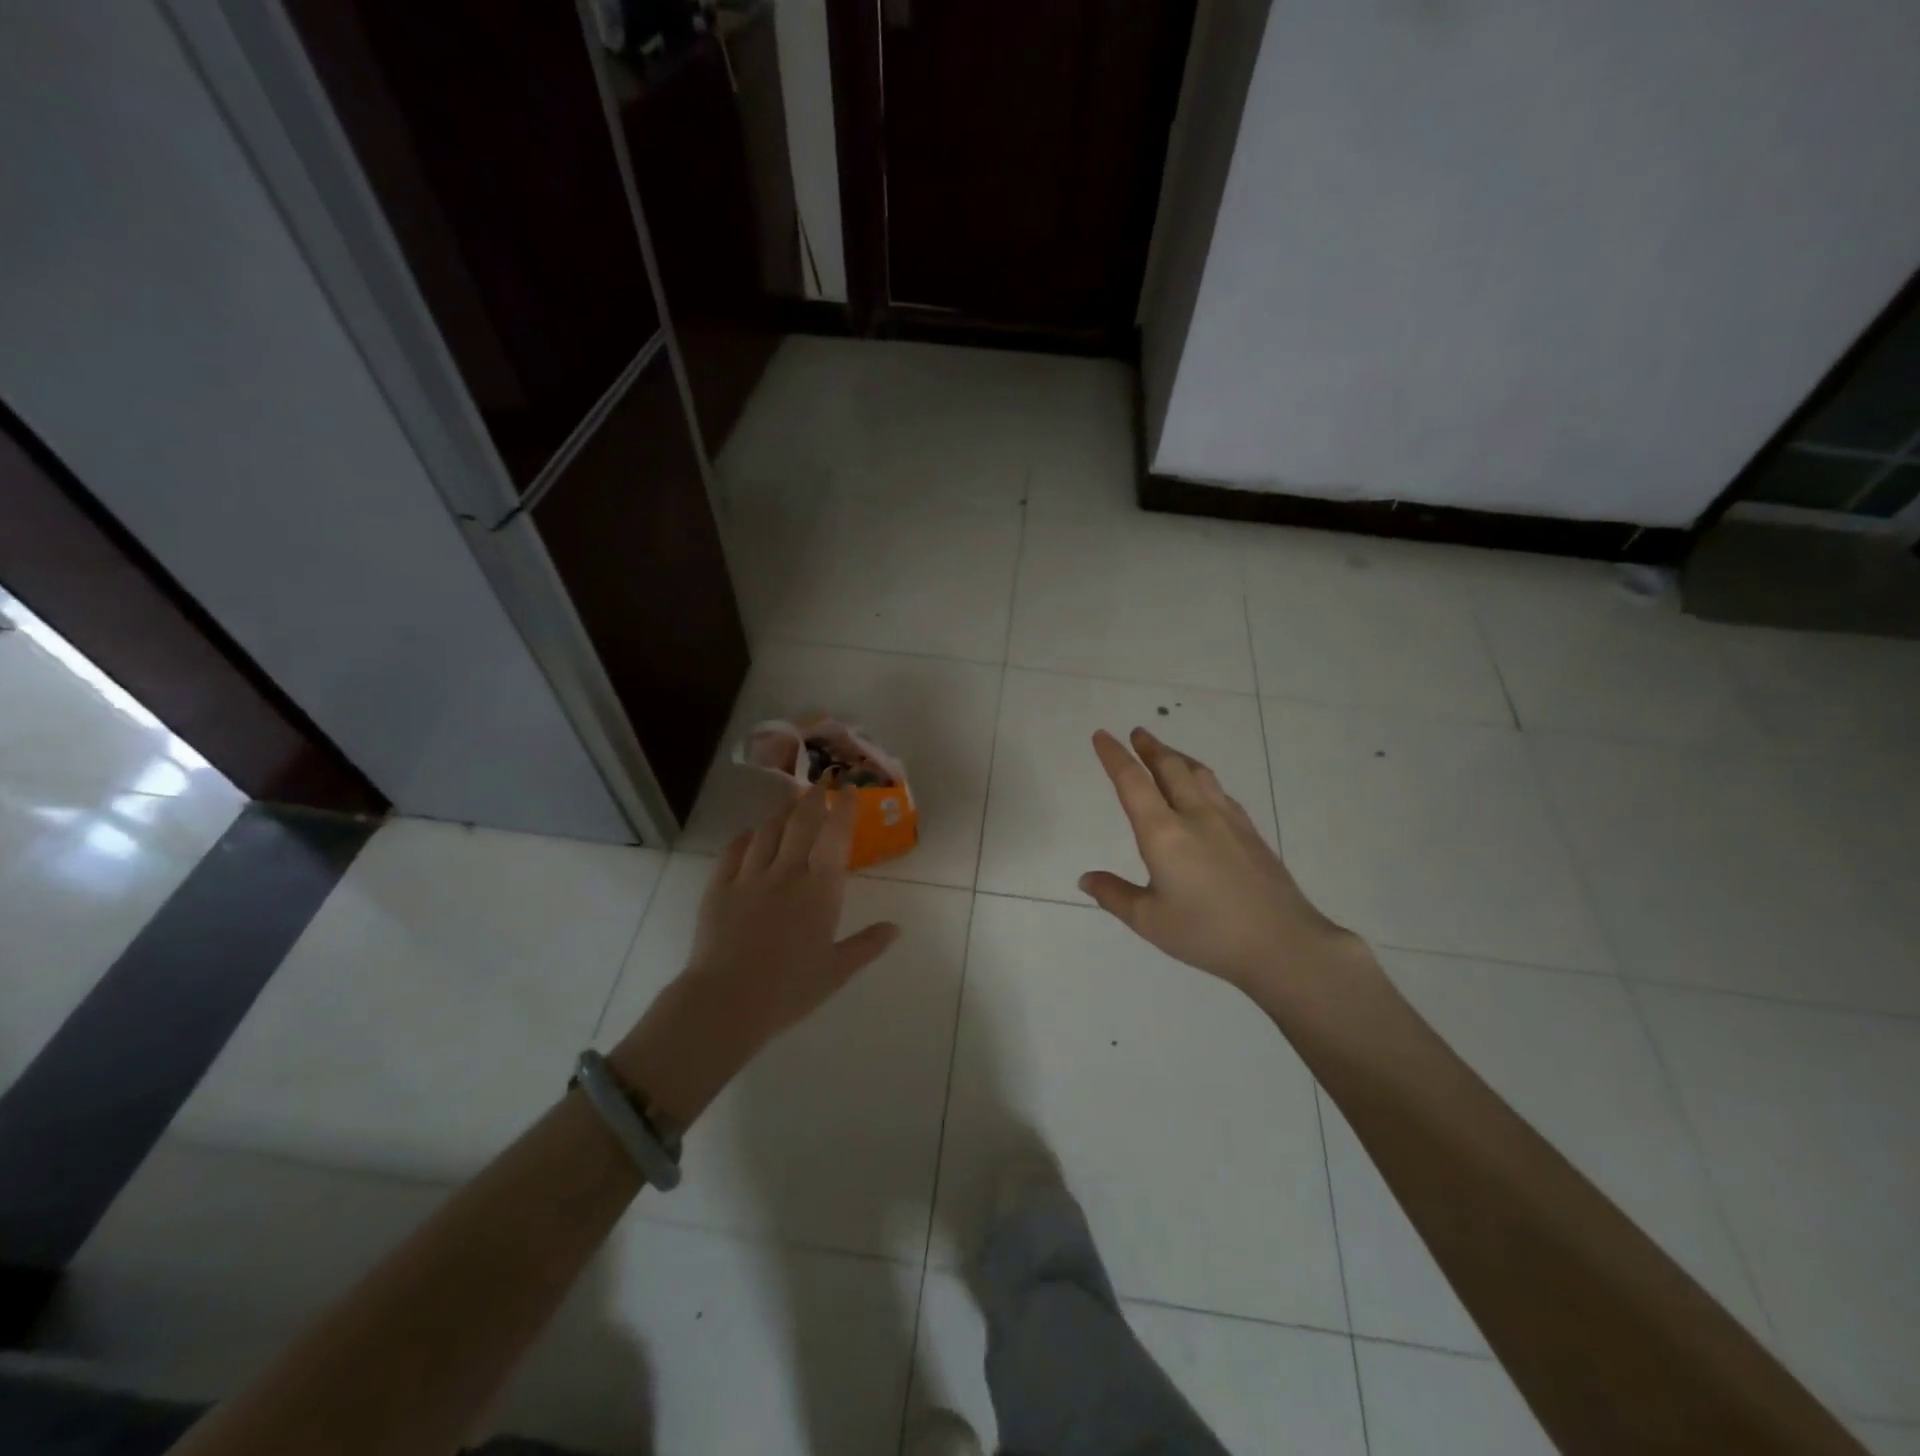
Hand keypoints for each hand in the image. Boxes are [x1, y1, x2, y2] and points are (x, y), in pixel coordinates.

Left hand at [610, 788, 900, 1125]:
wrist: (727, 1001)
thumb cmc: (790, 989)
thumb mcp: (837, 971)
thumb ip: (867, 945)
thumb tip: (896, 929)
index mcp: (820, 890)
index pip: (835, 837)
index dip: (843, 809)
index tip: (849, 790)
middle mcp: (786, 873)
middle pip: (800, 823)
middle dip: (813, 799)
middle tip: (820, 785)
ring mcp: (749, 877)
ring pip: (767, 831)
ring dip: (782, 813)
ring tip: (790, 805)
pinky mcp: (719, 887)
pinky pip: (733, 851)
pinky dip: (746, 837)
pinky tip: (750, 835)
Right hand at [1079, 727, 1357, 994]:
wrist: (1282, 943)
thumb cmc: (1207, 933)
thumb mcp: (1149, 920)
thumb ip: (1114, 895)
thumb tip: (1086, 878)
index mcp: (1163, 833)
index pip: (1132, 782)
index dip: (1114, 756)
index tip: (1101, 736)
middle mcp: (1194, 815)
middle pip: (1169, 767)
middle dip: (1150, 747)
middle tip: (1137, 733)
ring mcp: (1227, 820)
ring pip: (1198, 774)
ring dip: (1177, 756)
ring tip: (1166, 752)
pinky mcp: (1250, 832)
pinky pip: (1220, 791)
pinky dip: (1202, 778)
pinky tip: (1204, 788)